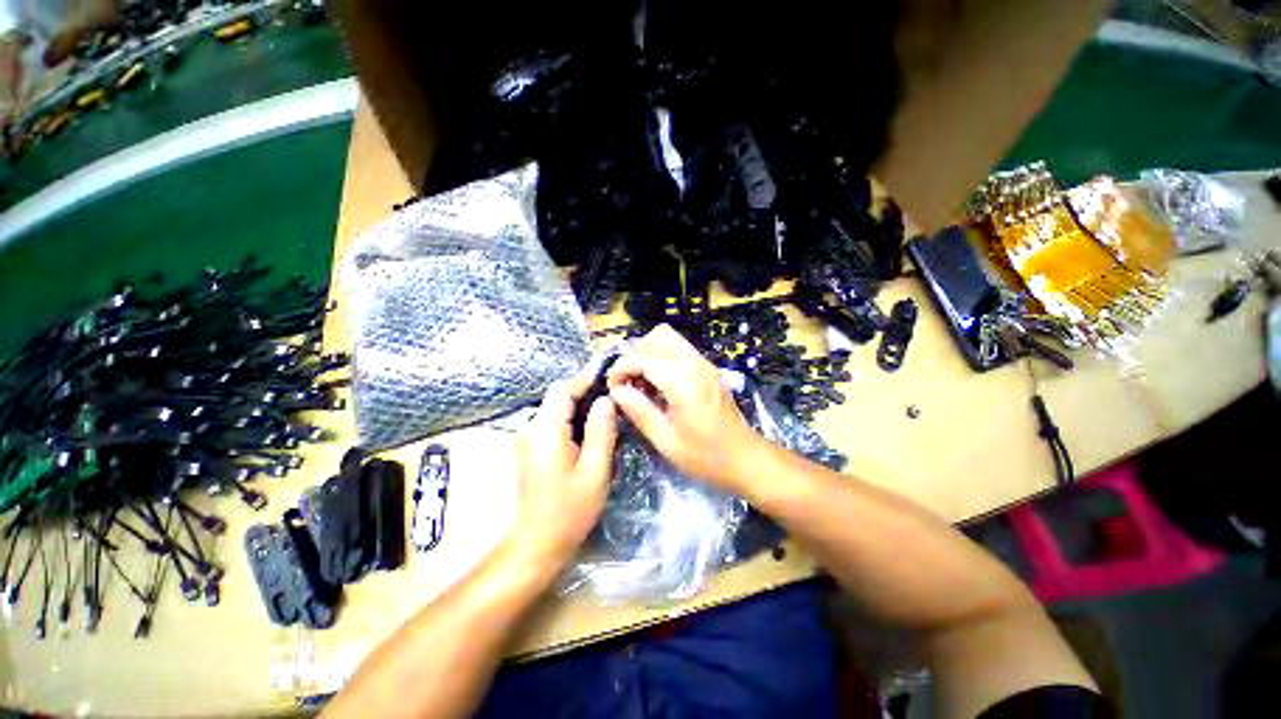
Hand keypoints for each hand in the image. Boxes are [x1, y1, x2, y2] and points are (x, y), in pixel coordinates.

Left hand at [510, 367, 617, 568]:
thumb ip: (601, 431)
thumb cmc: (568, 511)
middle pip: (557, 398)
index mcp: (545, 432)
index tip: (608, 376)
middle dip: (585, 392)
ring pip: (556, 410)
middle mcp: (531, 430)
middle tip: (614, 396)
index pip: (562, 391)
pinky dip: (572, 421)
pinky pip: (553, 424)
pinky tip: (591, 431)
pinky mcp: (532, 450)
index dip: (584, 379)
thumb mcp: (594, 471)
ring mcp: (528, 440)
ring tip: (608, 412)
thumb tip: (606, 401)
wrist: (536, 545)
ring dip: (580, 406)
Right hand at [607, 324, 766, 489]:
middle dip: (636, 354)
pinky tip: (657, 384)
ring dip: (649, 353)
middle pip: (659, 336)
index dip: (622, 367)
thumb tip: (616, 392)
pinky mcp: (708, 369)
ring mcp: (705, 364)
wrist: (746, 458)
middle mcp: (697, 366)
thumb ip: (640, 412)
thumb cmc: (706, 457)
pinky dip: (662, 358)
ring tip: (641, 382)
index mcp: (685, 384)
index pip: (645, 357)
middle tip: (628, 381)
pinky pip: (680, 350)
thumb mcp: (666, 441)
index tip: (612, 387)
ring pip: (670, 339)